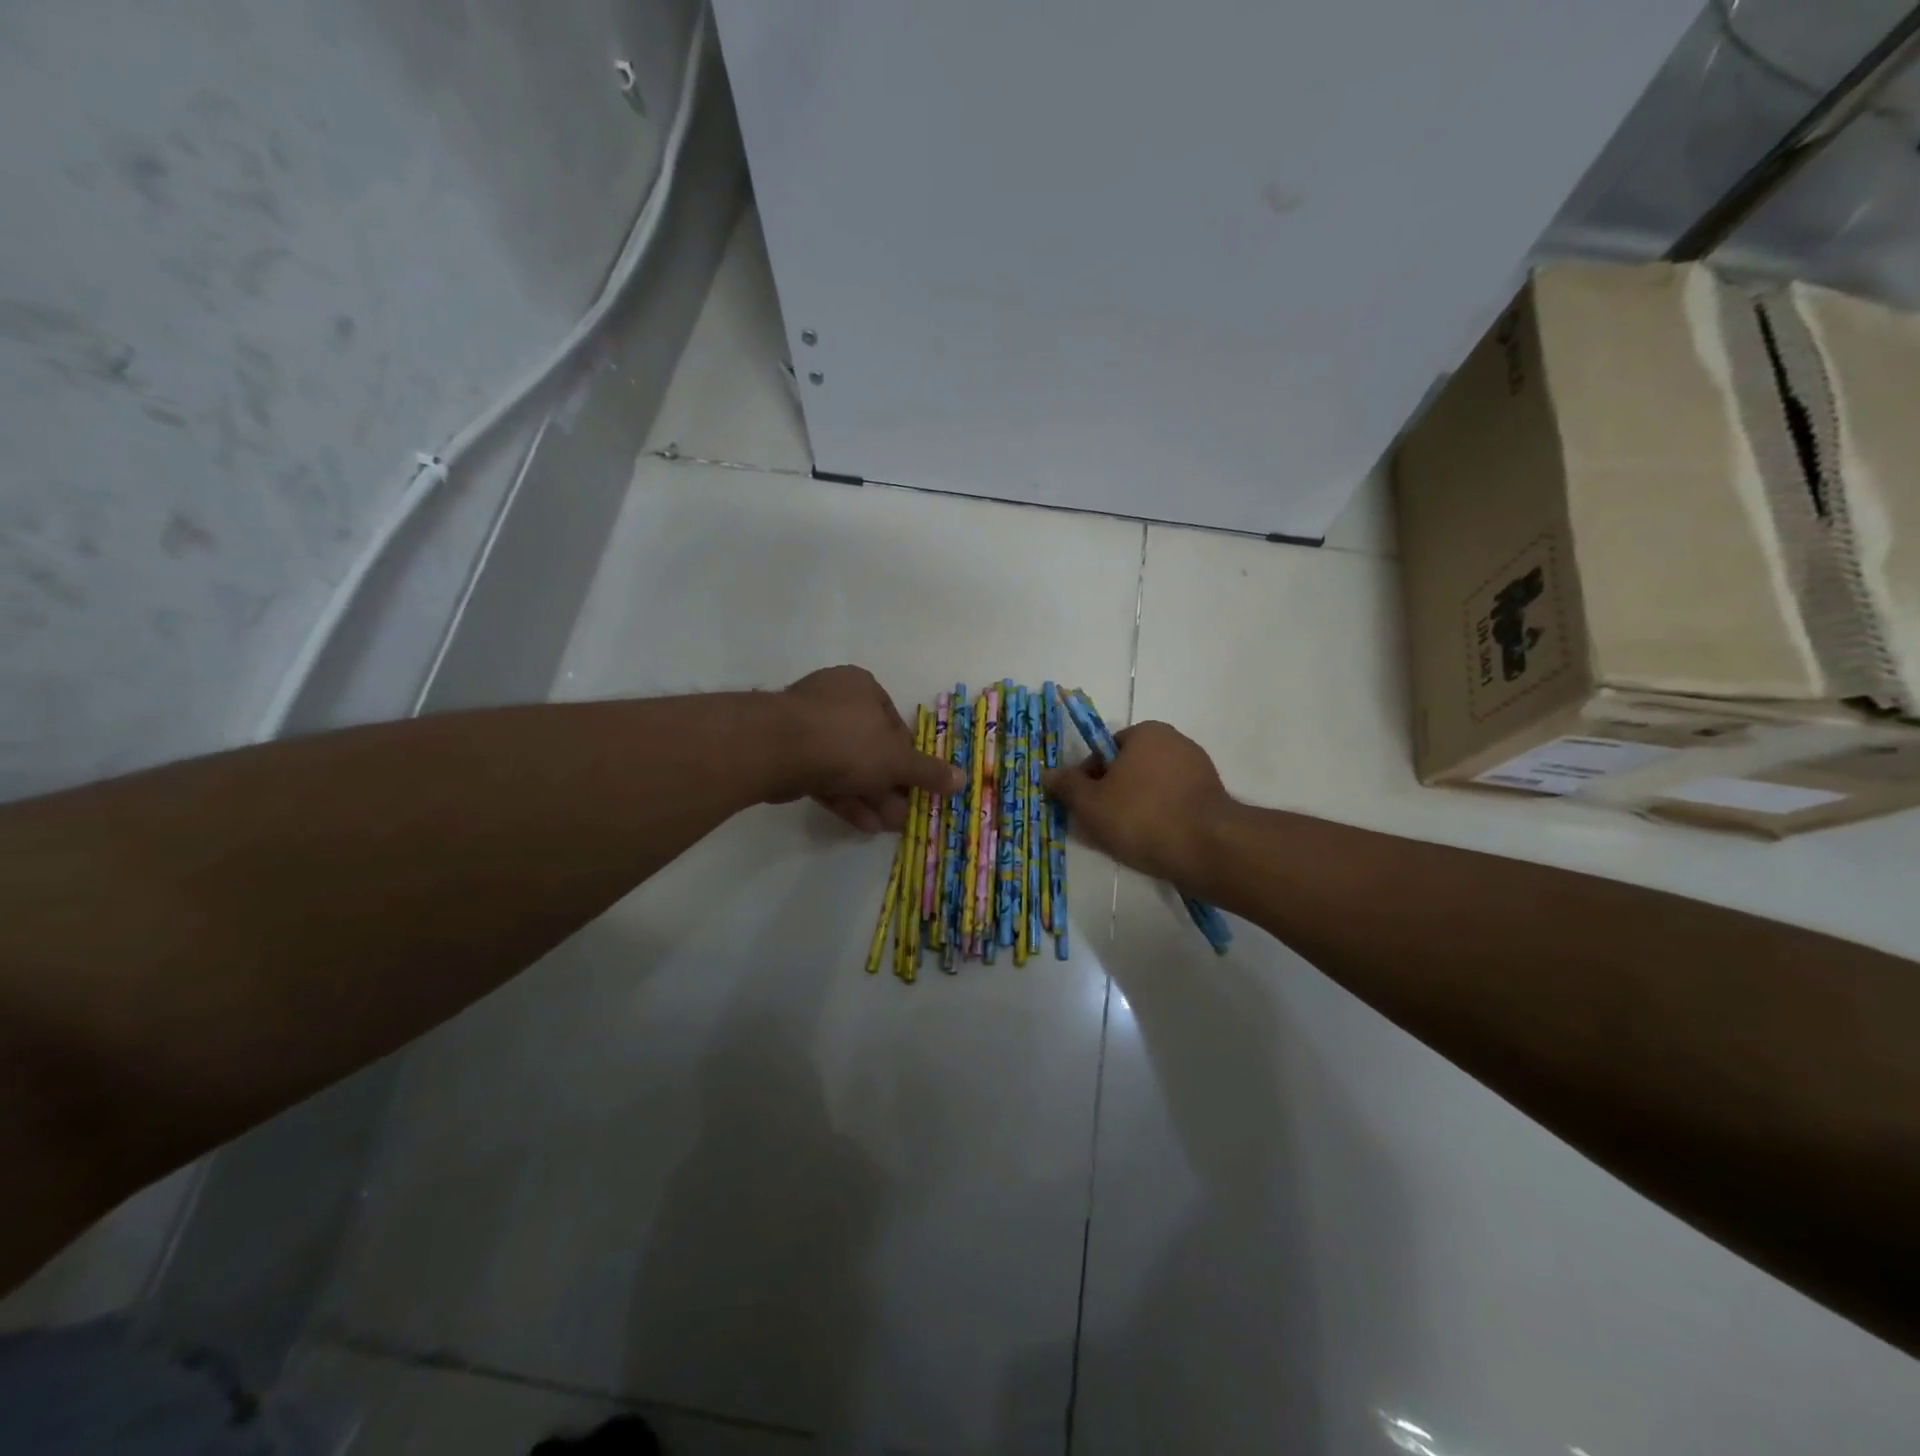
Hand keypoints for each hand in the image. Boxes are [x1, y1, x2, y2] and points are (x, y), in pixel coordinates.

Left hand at [775, 667, 962, 833]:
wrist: (779, 748)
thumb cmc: (849, 741)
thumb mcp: (897, 759)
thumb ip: (928, 772)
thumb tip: (962, 779)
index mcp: (863, 688)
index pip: (894, 725)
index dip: (908, 759)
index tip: (917, 786)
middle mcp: (835, 700)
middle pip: (870, 748)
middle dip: (889, 786)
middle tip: (903, 815)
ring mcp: (807, 727)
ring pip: (847, 766)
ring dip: (869, 797)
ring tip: (888, 827)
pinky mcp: (788, 754)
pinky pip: (824, 776)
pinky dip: (844, 798)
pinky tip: (863, 824)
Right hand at [1042, 721, 1234, 891]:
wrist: (1207, 848)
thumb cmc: (1141, 816)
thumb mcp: (1091, 803)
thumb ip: (1067, 786)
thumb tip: (1047, 773)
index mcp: (1146, 733)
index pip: (1105, 750)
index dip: (1088, 778)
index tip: (1083, 805)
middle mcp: (1175, 742)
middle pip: (1128, 769)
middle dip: (1112, 795)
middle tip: (1101, 826)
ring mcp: (1198, 769)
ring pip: (1151, 789)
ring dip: (1136, 808)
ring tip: (1127, 840)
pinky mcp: (1212, 797)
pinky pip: (1174, 804)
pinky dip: (1160, 819)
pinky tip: (1153, 843)